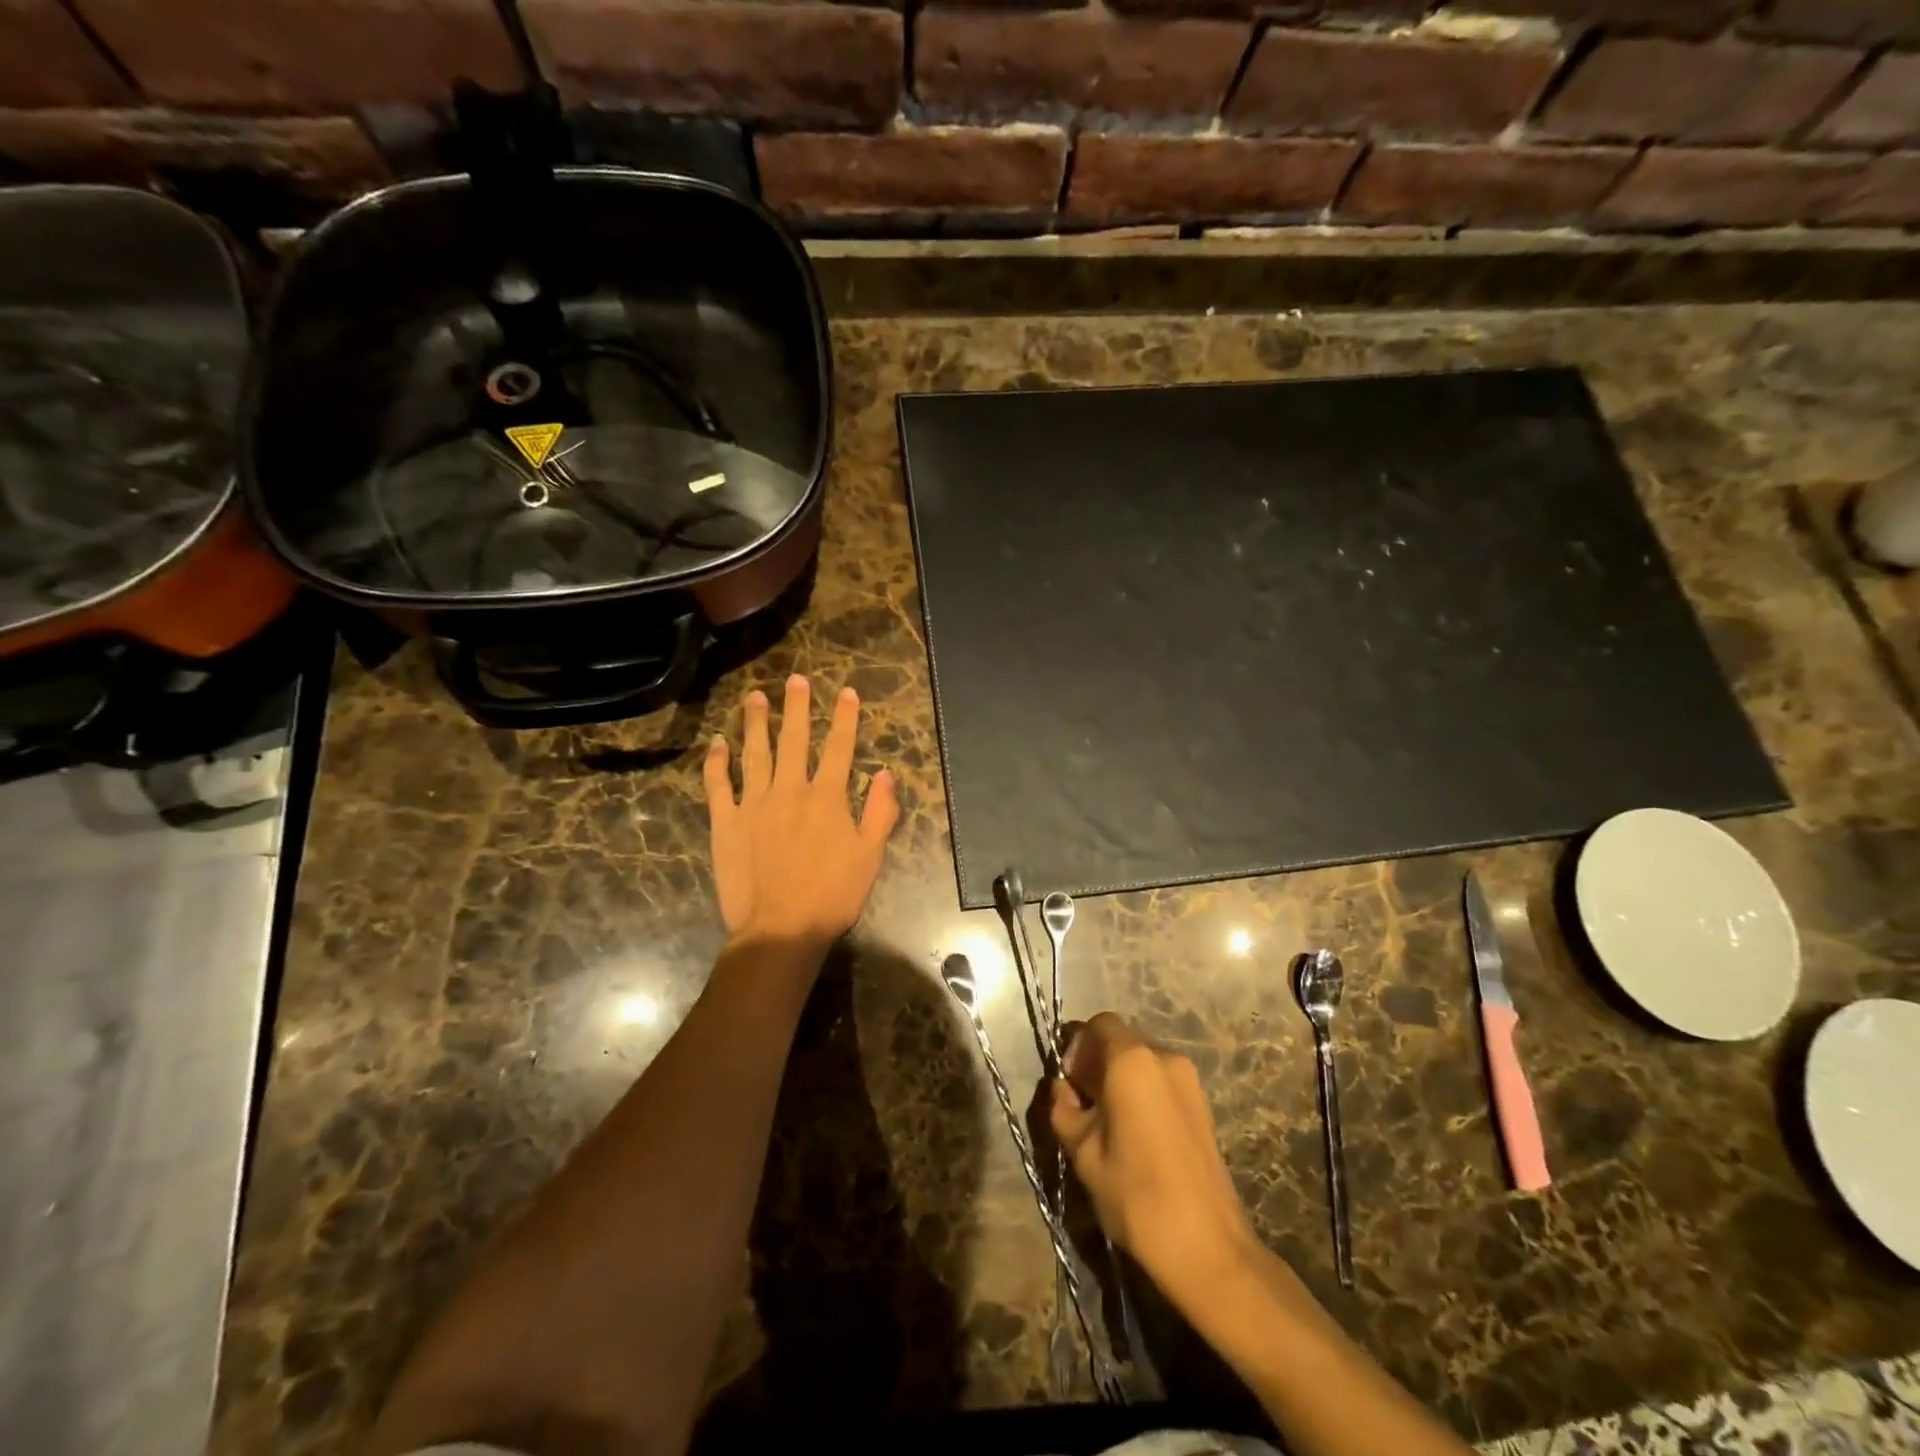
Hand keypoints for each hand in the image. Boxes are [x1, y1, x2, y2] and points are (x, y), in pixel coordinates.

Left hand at [704, 675, 900, 951]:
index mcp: (827, 798)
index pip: (839, 747)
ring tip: (755, 696)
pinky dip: (717, 762)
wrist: (781, 929)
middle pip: (794, 740)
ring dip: (755, 723)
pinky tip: (718, 743)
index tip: (847, 693)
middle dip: (797, 707)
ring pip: (754, 753)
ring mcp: (754, 804)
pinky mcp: (726, 822)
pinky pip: (718, 785)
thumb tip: (885, 774)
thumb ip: (880, 812)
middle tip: (796, 679)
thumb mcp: (870, 856)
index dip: (845, 718)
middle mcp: (790, 790)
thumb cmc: (833, 895)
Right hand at [1051, 1013, 1256, 1302]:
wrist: (1208, 1248)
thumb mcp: (1083, 1153)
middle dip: (1097, 1063)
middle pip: (1122, 1041)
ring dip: (1120, 1080)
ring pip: (1142, 1063)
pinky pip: (1161, 1083)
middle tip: (1082, 1105)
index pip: (1099, 1024)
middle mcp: (1164, 1058)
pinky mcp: (1203, 1106)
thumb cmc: (1136, 1195)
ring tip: (1107, 1124)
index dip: (1078, 1046)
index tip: (1069, 1082)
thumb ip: (1065, 1111)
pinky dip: (1142, 1094)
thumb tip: (1063, 1091)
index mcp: (1132, 1061)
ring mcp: (1189, 1081)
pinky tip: (1134, 1135)